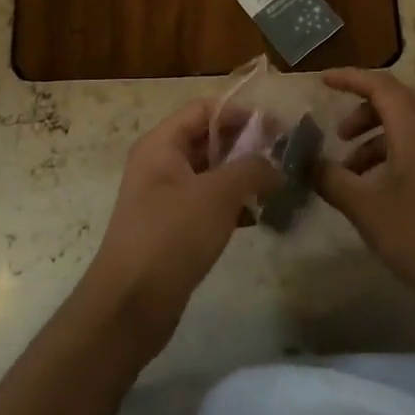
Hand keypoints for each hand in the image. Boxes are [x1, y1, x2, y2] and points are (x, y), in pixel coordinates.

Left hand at [83, 98, 278, 357]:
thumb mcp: (218, 194)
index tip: (277, 128)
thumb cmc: (172, 236)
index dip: (240, 113)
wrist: (131, 304)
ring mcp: (163, 197)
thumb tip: (277, 164)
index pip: (203, 109)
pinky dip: (230, 204)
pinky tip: (257, 216)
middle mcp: (159, 163)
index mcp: (161, 144)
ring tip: (277, 186)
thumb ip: (252, 169)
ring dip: (241, 176)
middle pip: (207, 139)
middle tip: (283, 157)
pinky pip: (206, 203)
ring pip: (209, 173)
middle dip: (245, 145)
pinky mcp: (171, 227)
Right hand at [316, 69, 414, 317]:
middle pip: (393, 102)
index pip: (379, 85)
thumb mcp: (366, 208)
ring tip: (350, 173)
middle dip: (360, 111)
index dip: (349, 78)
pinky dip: (389, 156)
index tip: (322, 81)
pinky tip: (376, 191)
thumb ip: (331, 180)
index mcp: (413, 129)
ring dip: (373, 139)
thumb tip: (306, 161)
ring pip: (404, 128)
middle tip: (337, 135)